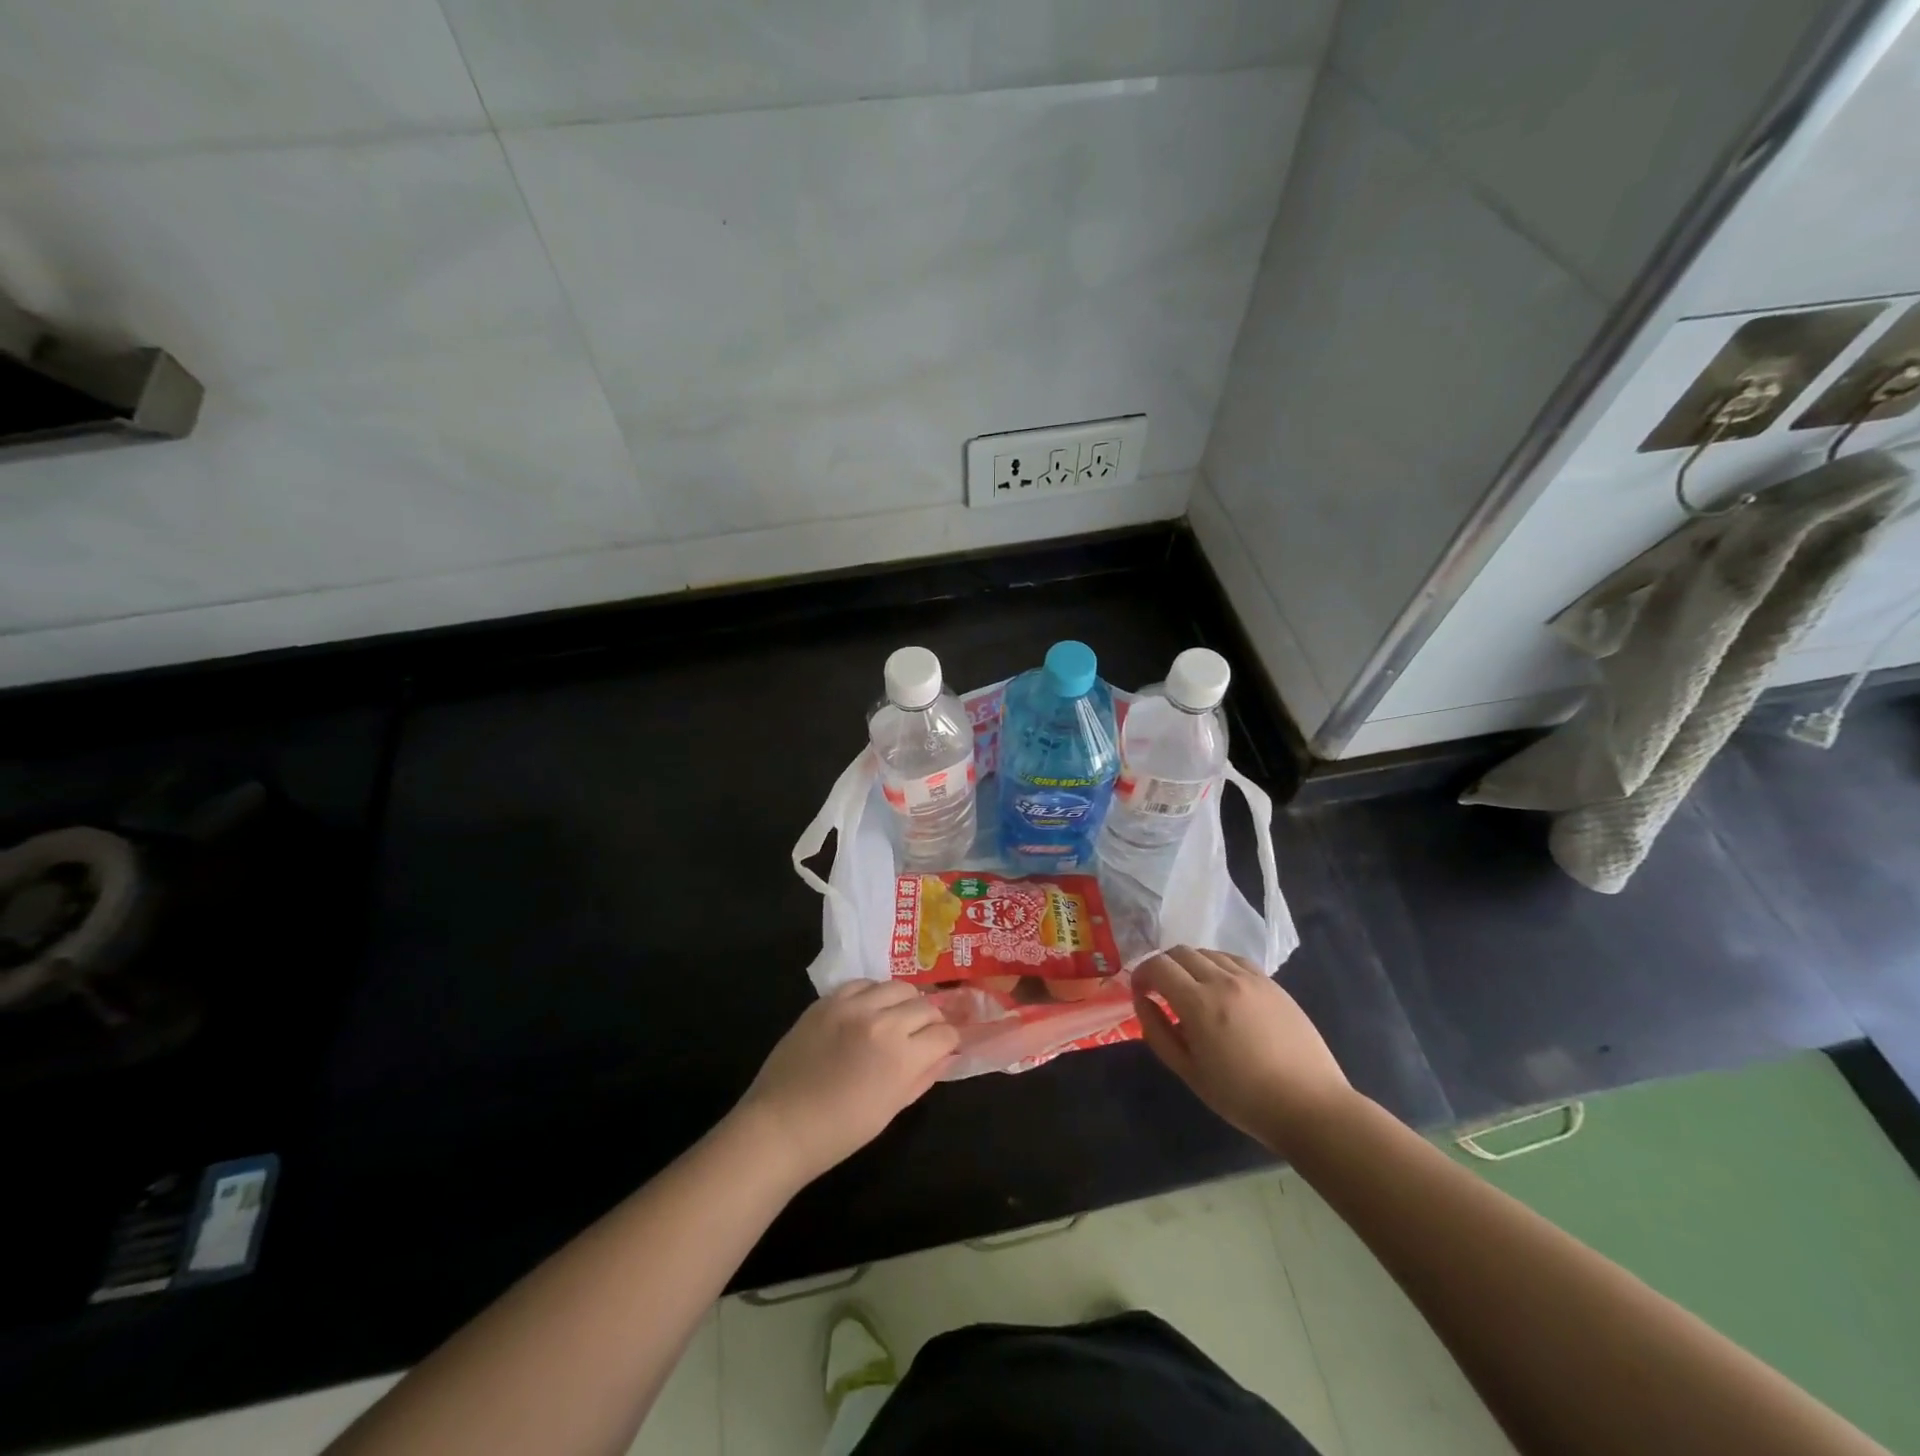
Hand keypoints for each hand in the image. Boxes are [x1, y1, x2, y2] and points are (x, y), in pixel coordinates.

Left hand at [736, 980, 958, 1184]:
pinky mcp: (828, 1000)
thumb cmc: (840, 1131)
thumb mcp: (891, 1109)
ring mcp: (852, 1006)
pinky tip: (868, 1009)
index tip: (943, 1047)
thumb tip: (945, 1055)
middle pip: (924, 1005)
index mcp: (901, 1057)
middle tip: (922, 1034)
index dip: (948, 1041)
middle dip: (931, 1020)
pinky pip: (863, 983)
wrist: (780, 1126)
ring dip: (904, 1002)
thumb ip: (922, 1077)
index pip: (944, 1033)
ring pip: (897, 986)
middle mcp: (882, 1022)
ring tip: (896, 1017)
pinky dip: (873, 993)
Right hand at [1133, 946, 1352, 1153]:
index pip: (1158, 966)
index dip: (1141, 974)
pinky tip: (1221, 990)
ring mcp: (1251, 978)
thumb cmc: (1243, 1098)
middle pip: (1180, 952)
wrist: (1310, 1106)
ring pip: (1208, 953)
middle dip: (1163, 966)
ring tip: (1192, 992)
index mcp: (1199, 1003)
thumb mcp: (1189, 1072)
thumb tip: (1142, 1001)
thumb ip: (1158, 1032)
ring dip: (1190, 965)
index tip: (1140, 992)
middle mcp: (1223, 980)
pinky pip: (1234, 961)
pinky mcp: (1272, 984)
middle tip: (1161, 991)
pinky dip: (1217, 966)